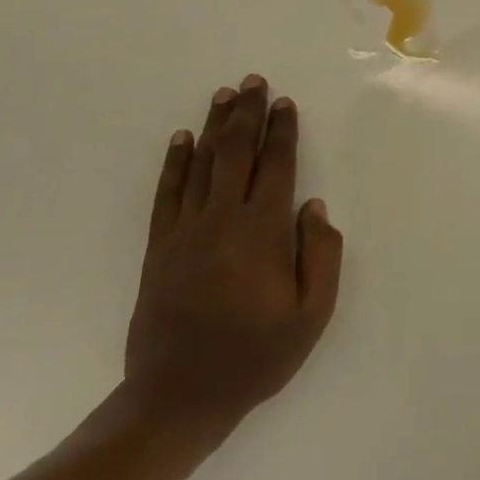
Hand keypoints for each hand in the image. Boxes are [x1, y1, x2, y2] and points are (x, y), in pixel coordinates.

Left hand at [124, 75, 343, 441]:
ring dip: (213, 126)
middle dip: (246, 114)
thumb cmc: (255, 356)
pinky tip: (181, 139)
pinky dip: (174, 163)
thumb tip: (314, 207)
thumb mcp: (312, 315)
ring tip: (223, 94)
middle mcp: (221, 222)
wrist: (177, 398)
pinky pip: (166, 194)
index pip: (276, 168)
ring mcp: (184, 233)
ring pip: (200, 165)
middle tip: (253, 81)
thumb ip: (321, 256)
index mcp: (261, 234)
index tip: (284, 103)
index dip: (282, 132)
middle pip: (236, 154)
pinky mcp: (158, 249)